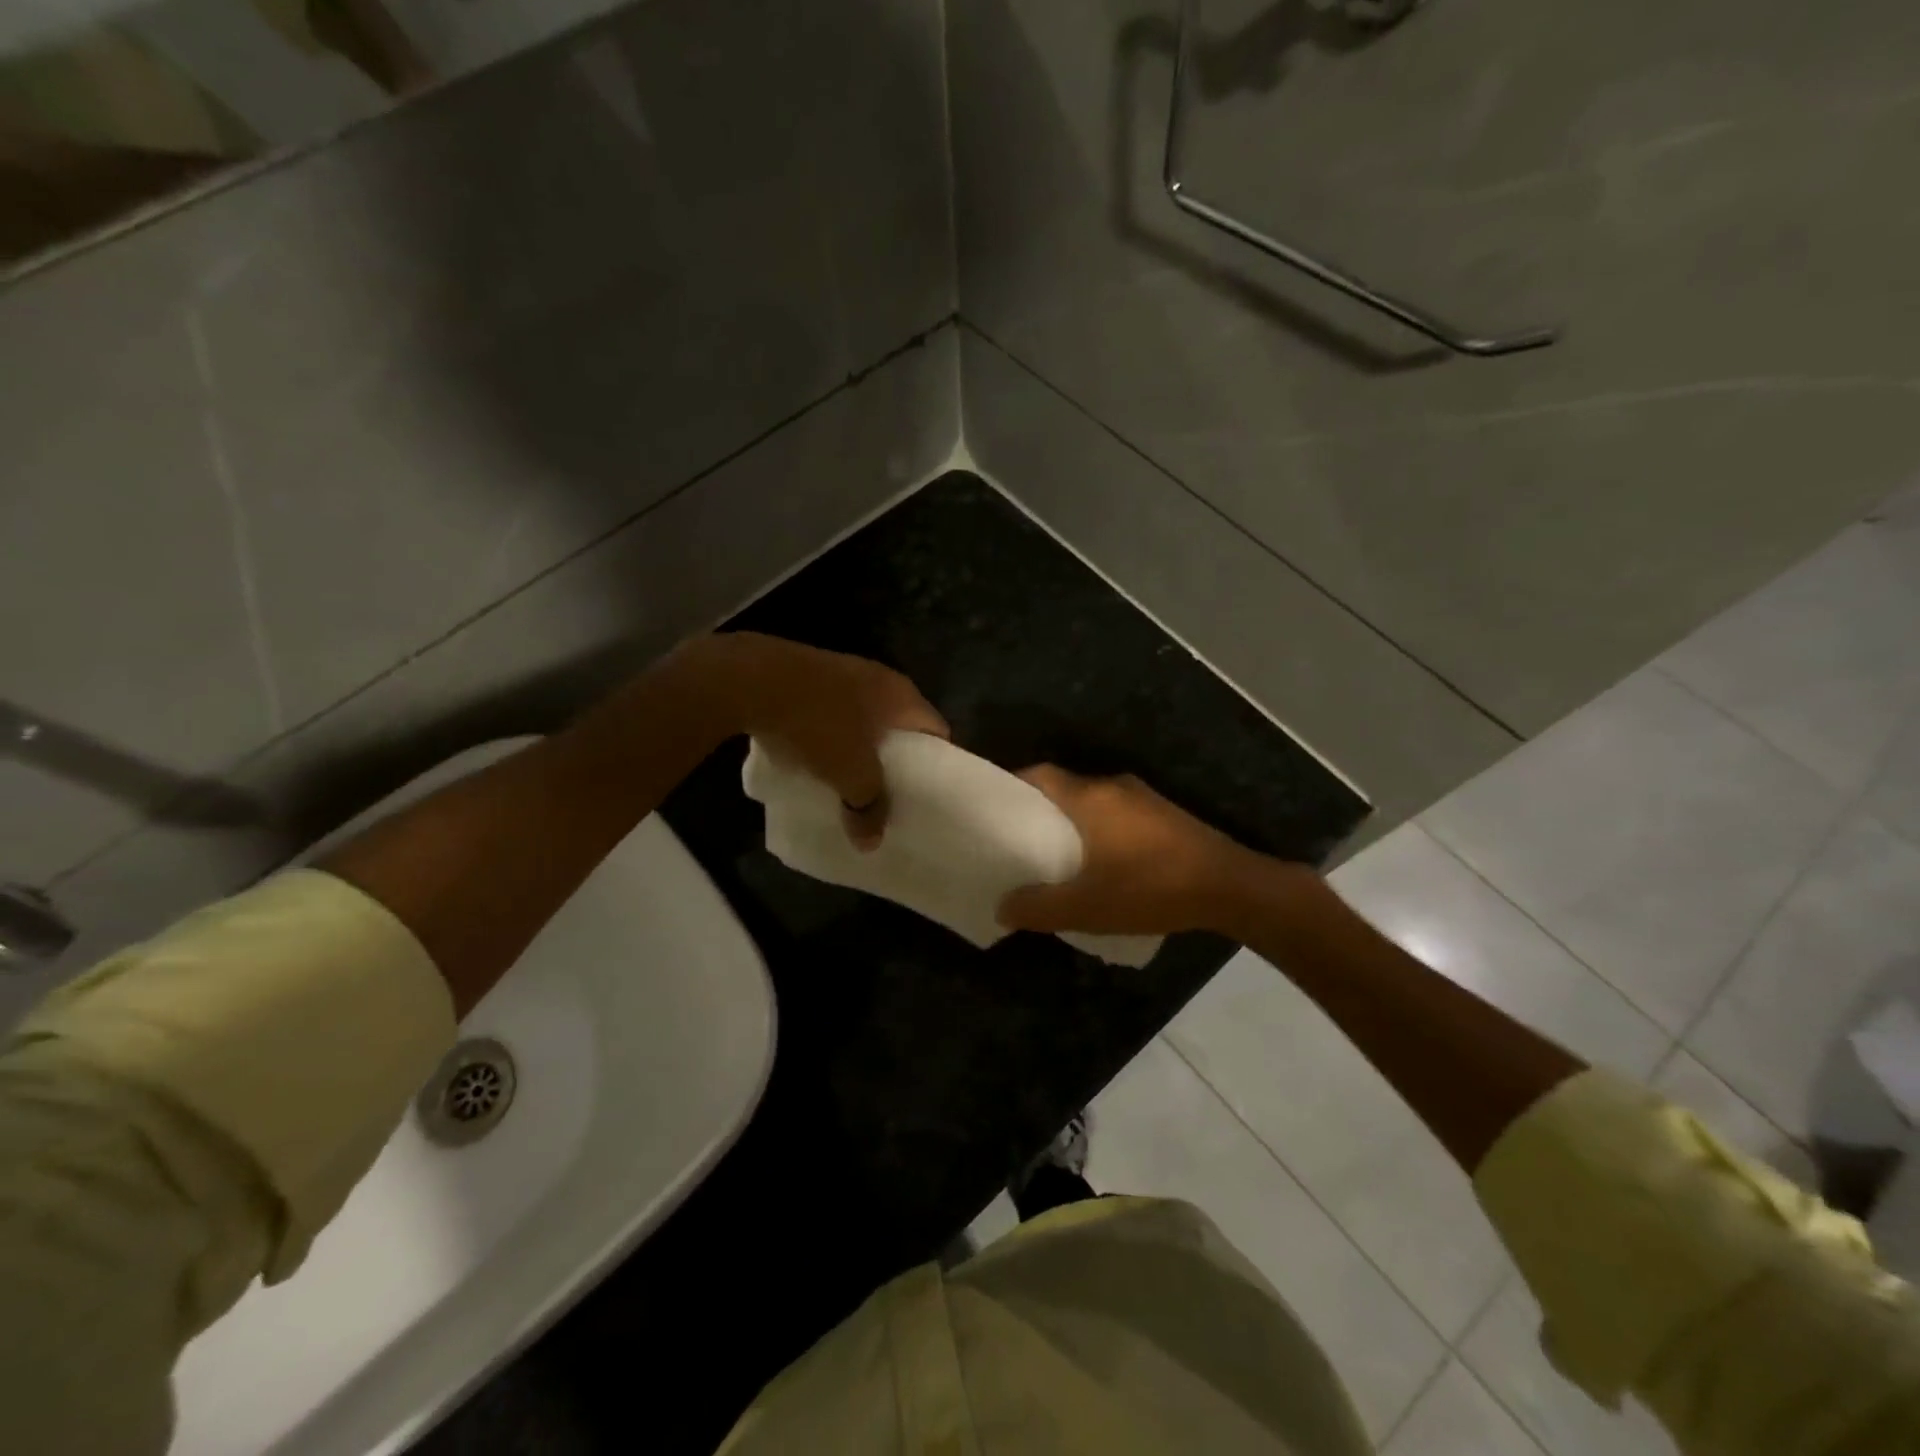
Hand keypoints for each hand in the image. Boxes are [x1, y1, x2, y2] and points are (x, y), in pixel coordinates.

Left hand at [708, 633, 947, 845]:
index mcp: (903, 695)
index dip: (935, 764)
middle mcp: (880, 678)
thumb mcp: (849, 774)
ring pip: (864, 719)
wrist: (754, 679)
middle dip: (894, 759)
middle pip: (899, 726)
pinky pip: (833, 712)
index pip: (936, 732)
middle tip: (888, 793)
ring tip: (852, 780)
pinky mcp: (811, 676)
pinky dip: (831, 735)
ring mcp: (843, 673)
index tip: (925, 794)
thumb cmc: (819, 723)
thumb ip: (867, 807)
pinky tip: (816, 758)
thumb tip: (871, 842)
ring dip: (859, 747)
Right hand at [998, 766, 1289, 936]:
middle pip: (1064, 788)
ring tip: (1055, 855)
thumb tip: (1002, 907)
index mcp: (1090, 796)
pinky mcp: (1165, 816)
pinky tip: (1100, 863)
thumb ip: (1039, 907)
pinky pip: (1117, 814)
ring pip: (1092, 802)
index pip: (1039, 775)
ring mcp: (1144, 798)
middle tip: (1018, 840)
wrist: (1231, 887)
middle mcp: (1114, 786)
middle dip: (1040, 810)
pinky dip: (1099, 830)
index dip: (1012, 788)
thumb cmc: (1151, 887)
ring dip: (1072, 822)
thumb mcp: (1087, 907)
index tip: (994, 811)